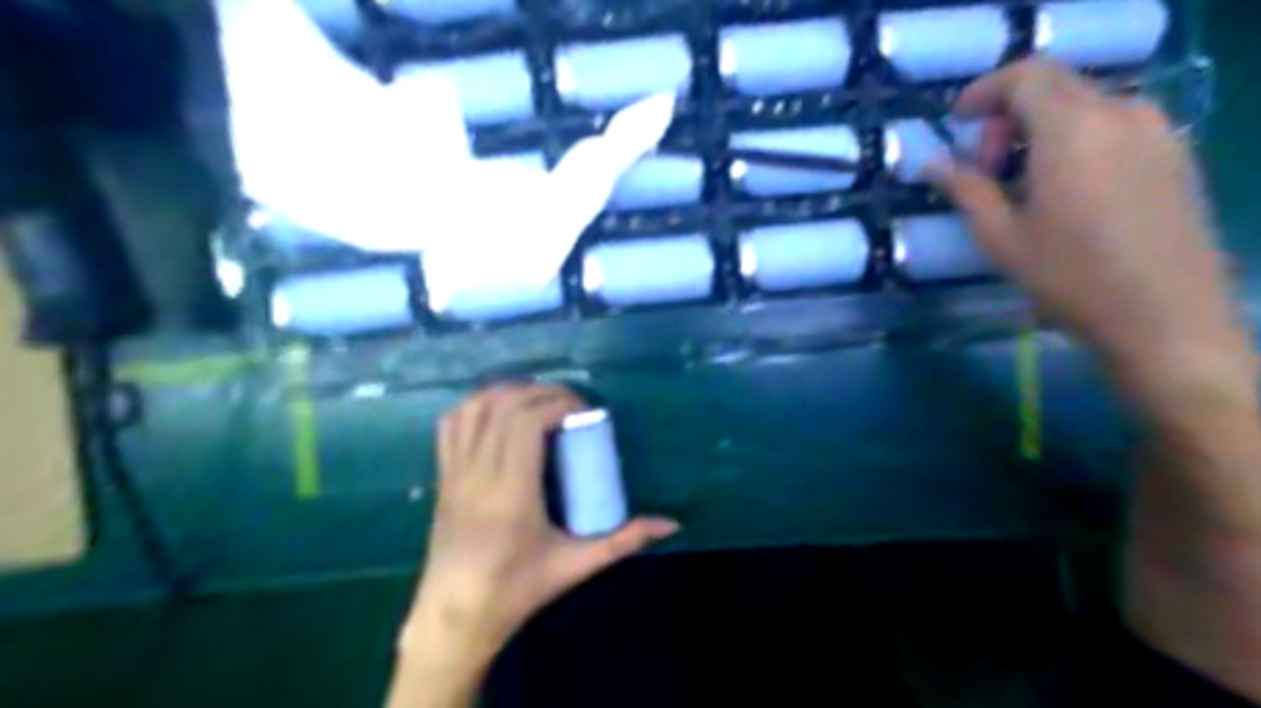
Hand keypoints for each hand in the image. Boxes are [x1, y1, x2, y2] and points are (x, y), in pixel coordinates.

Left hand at [405, 385, 680, 660]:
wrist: (455, 617)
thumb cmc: (517, 590)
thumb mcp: (576, 565)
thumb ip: (624, 540)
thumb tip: (670, 524)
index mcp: (511, 494)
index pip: (526, 423)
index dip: (557, 403)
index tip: (584, 412)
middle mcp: (478, 474)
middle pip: (504, 407)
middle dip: (541, 393)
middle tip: (571, 404)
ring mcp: (455, 473)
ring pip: (474, 408)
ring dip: (508, 392)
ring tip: (538, 401)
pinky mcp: (443, 476)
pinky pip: (452, 424)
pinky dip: (477, 404)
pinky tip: (501, 411)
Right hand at [928, 59, 1256, 420]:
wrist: (1165, 317)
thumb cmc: (1069, 277)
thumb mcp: (1001, 236)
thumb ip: (965, 189)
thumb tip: (931, 165)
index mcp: (1073, 129)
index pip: (1026, 75)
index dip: (984, 90)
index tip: (958, 122)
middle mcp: (1121, 113)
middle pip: (1055, 86)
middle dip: (1009, 117)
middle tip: (985, 168)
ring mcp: (1156, 132)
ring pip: (1085, 105)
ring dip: (1042, 130)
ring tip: (1022, 184)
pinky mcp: (1175, 154)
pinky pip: (1115, 125)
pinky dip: (1076, 140)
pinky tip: (1064, 191)